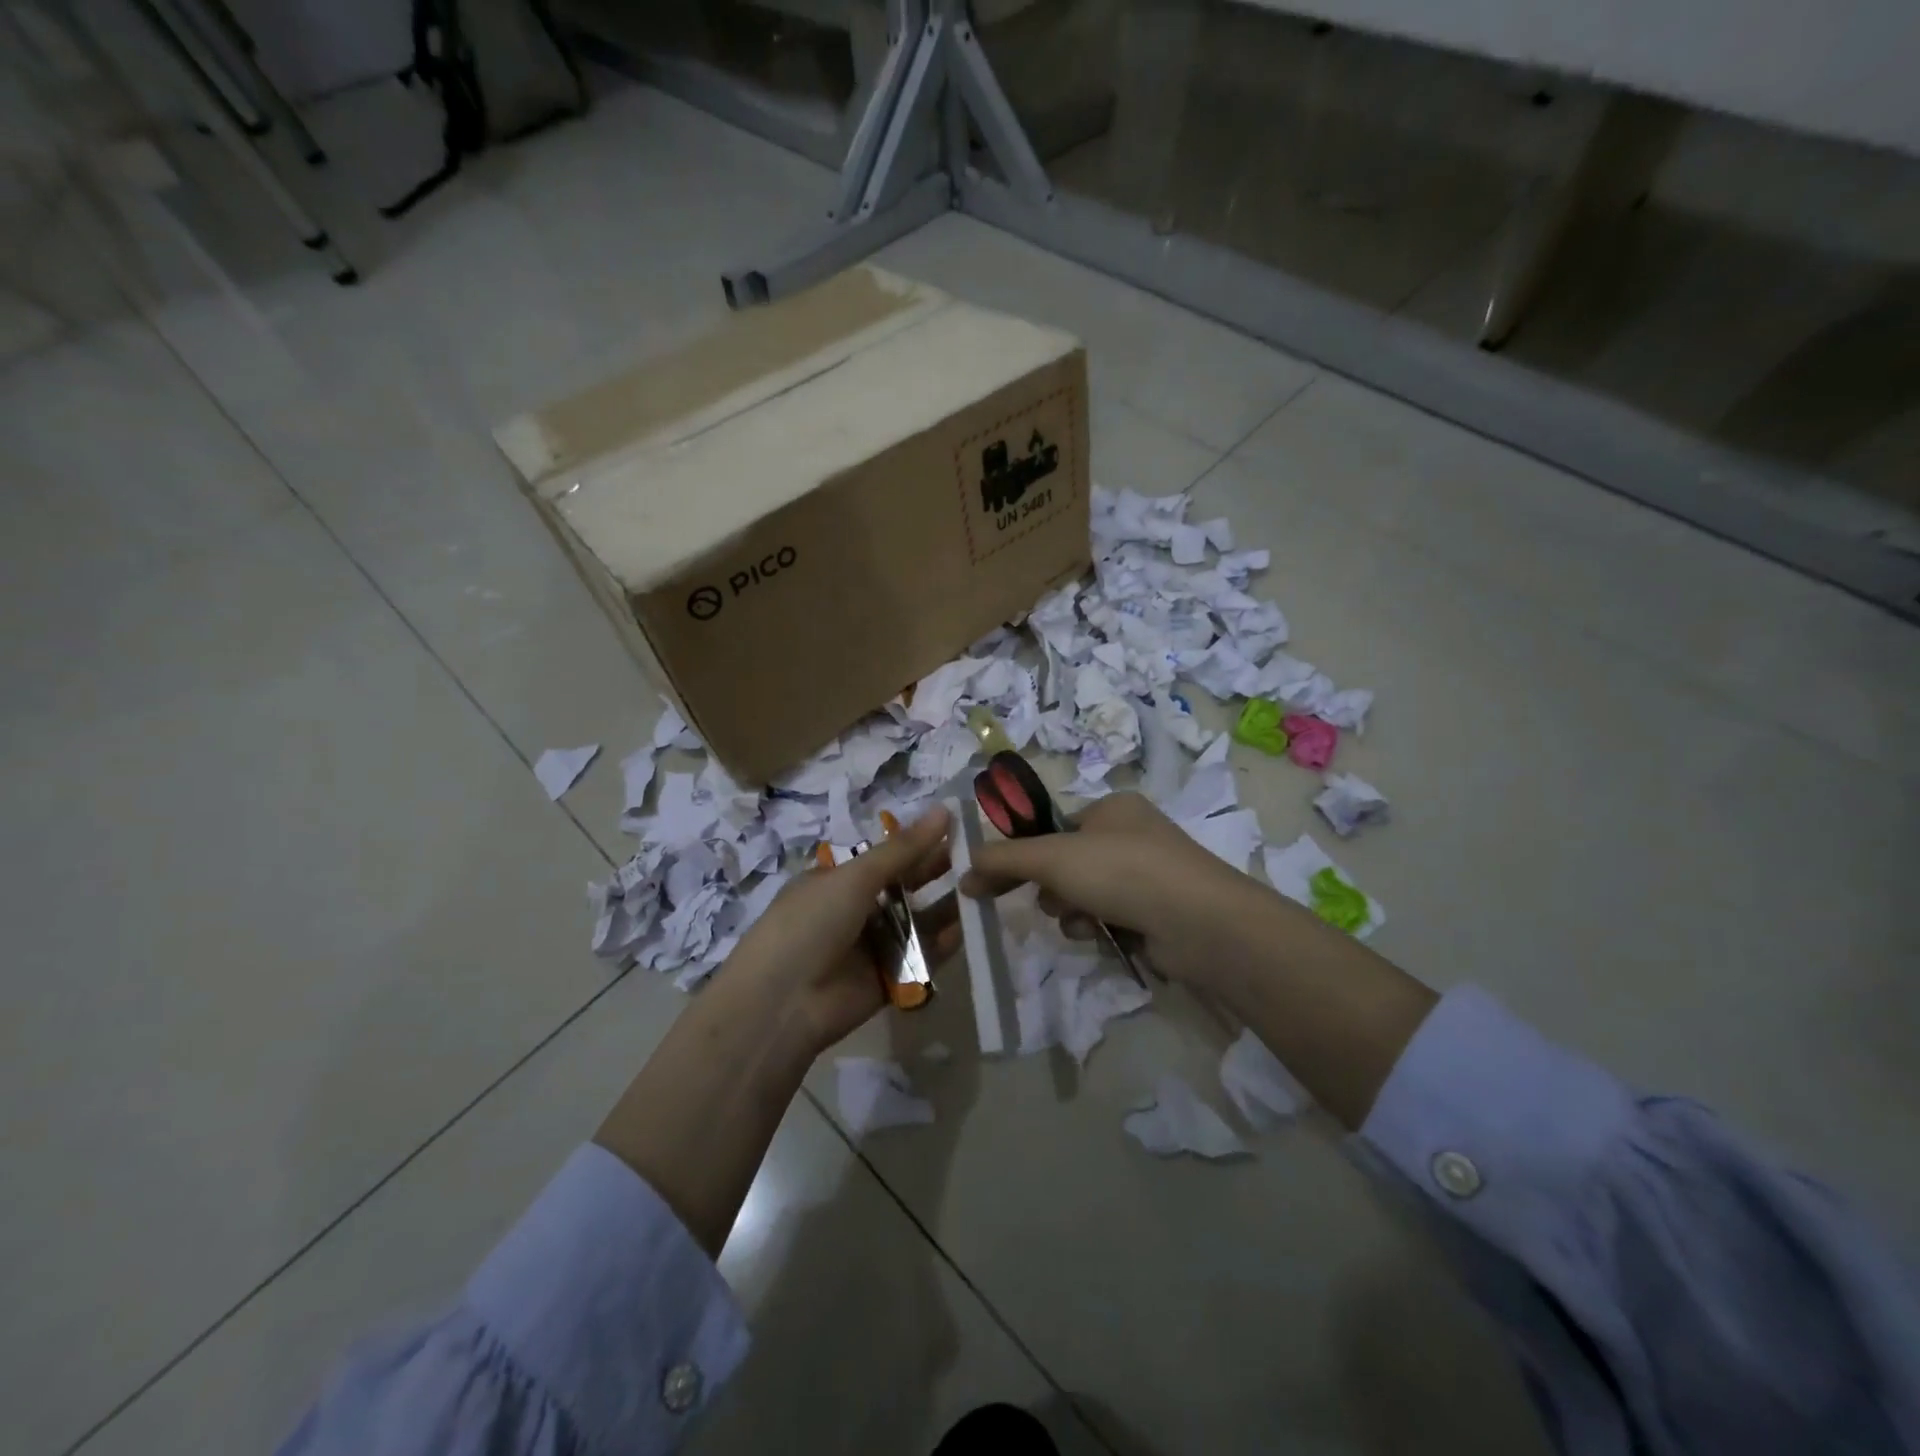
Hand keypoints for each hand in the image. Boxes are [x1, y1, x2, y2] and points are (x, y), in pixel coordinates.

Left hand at [718, 805, 957, 1057]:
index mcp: (839, 879)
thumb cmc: (811, 923)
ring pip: (918, 921)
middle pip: (905, 886)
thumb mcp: (854, 877)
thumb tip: (944, 810)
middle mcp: (856, 909)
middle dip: (937, 871)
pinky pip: (921, 957)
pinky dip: (943, 944)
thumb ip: (903, 849)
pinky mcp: (889, 979)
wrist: (783, 1003)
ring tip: (983, 888)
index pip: (887, 855)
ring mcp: (873, 945)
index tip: (958, 827)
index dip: (919, 842)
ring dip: (946, 907)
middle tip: (980, 857)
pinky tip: (969, 928)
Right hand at [959, 792, 1278, 990]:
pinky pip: (1107, 916)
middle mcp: (1130, 834)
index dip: (1023, 851)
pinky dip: (1097, 926)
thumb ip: (1004, 859)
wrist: (1200, 922)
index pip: (1052, 826)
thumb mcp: (1053, 857)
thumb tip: (964, 871)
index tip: (995, 877)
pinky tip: (1102, 935)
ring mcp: (1147, 874)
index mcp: (1112, 807)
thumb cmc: (1123, 871)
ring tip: (1082, 920)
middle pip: (1065, 862)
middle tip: (1049, 898)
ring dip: (1071, 910)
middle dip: (1051, 886)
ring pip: (1082, 893)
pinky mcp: (1156, 912)